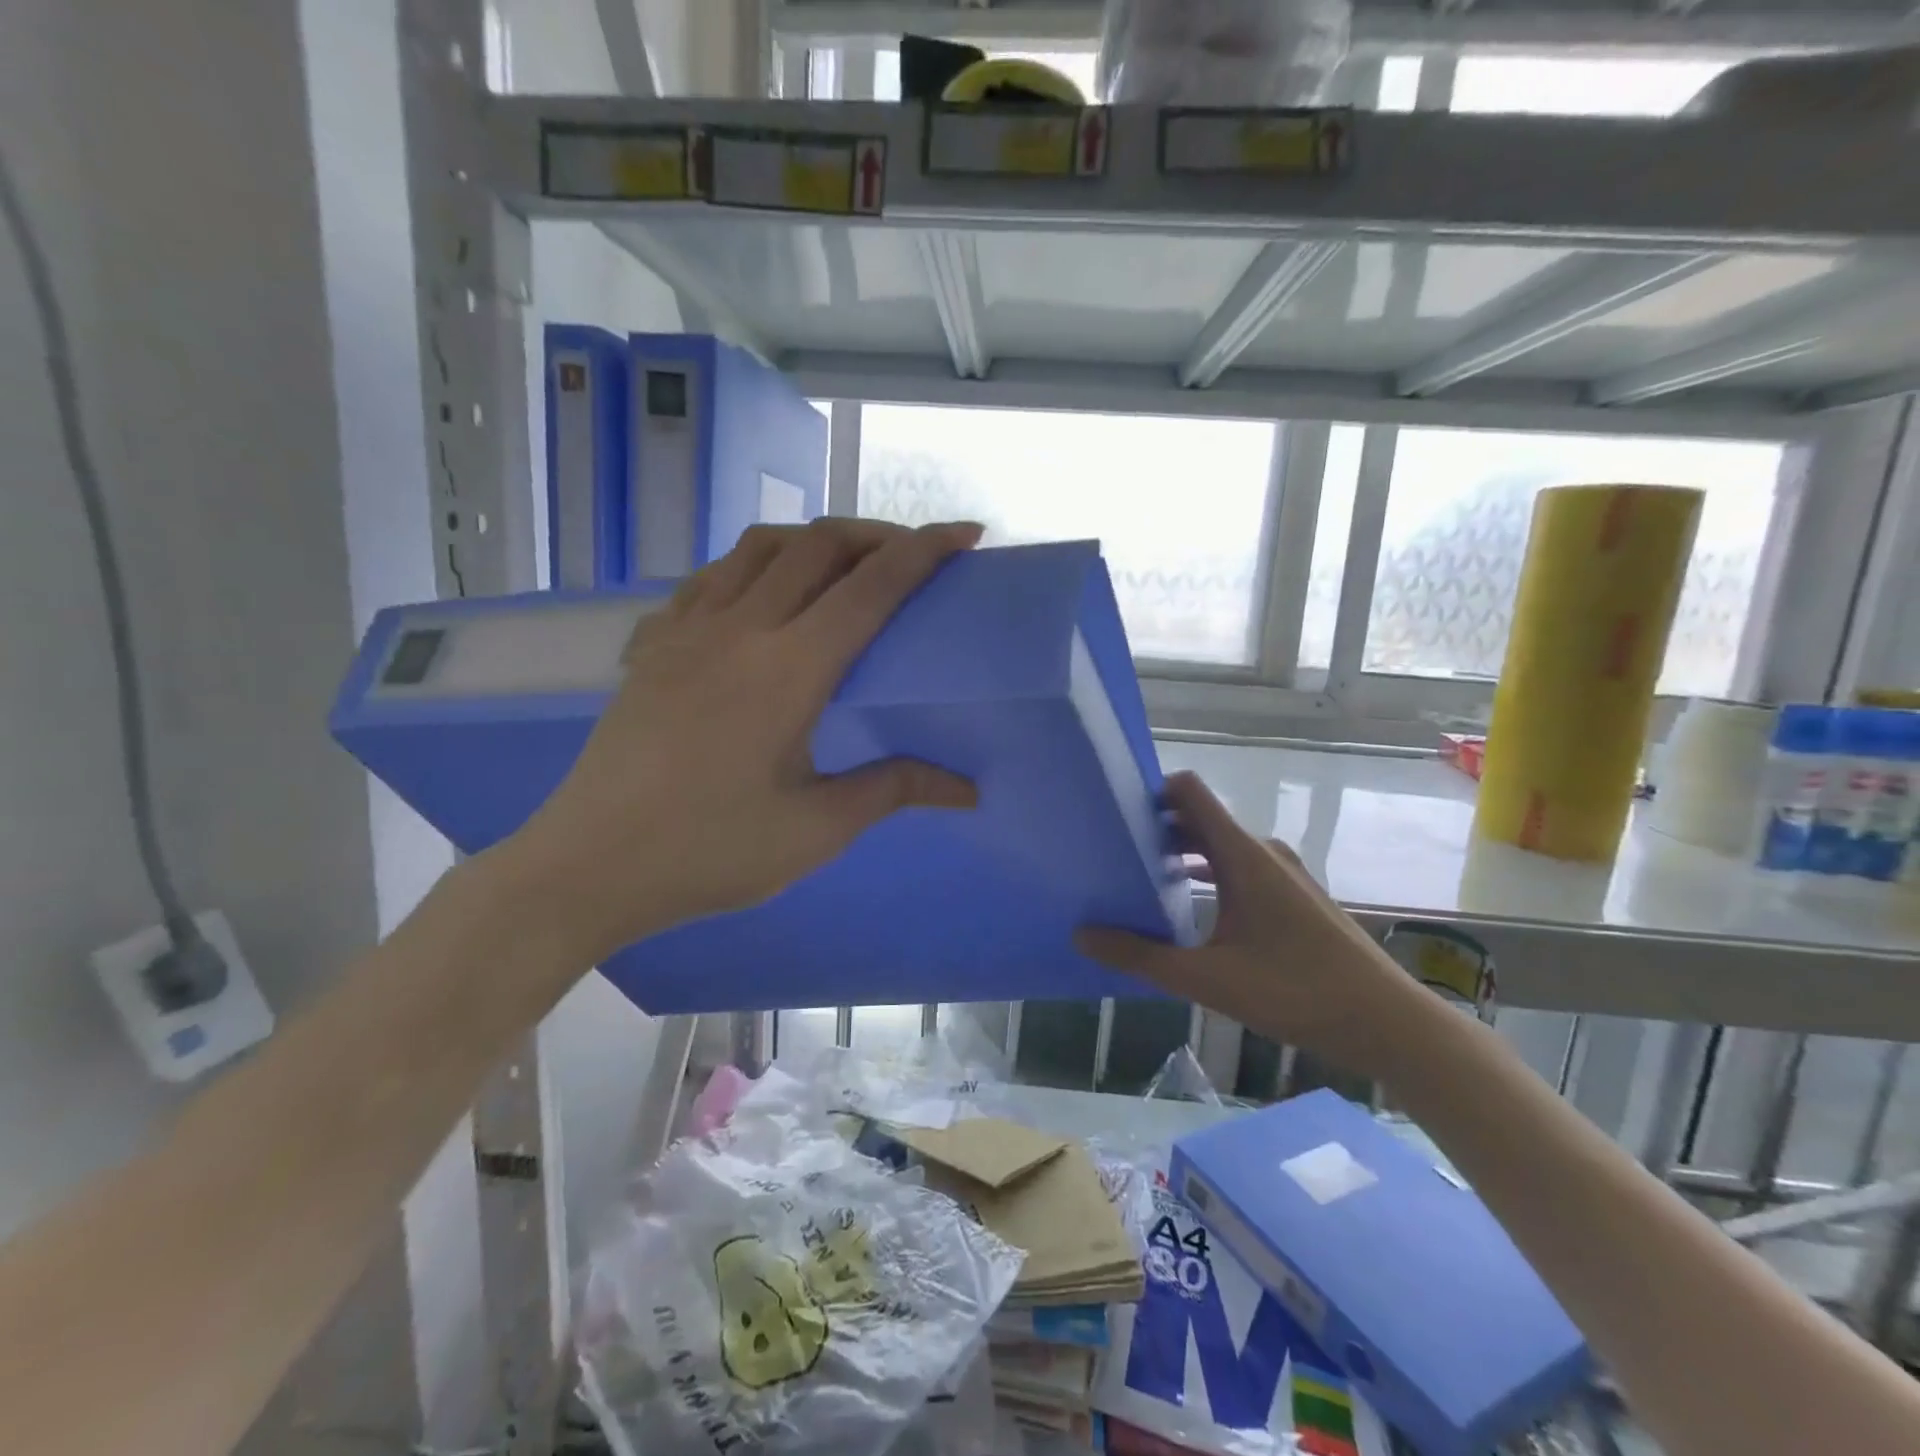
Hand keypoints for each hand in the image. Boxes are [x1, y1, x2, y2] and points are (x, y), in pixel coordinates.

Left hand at [494, 518, 983, 963]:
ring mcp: (688, 629)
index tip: (967, 534)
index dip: (924, 551)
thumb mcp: (815, 829)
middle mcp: (740, 628)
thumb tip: (967, 789)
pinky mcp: (654, 643)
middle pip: (818, 545)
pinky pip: (713, 575)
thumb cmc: (710, 852)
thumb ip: (893, 789)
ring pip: (761, 547)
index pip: (871, 587)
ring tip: (845, 567)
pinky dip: (756, 565)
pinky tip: (764, 596)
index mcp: (789, 669)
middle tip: (913, 556)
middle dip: (877, 535)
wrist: (589, 864)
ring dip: (815, 541)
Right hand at [1077, 771, 1427, 1077]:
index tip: (1113, 813)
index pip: (1188, 791)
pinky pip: (1240, 869)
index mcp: (1242, 855)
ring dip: (1181, 856)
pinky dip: (1208, 876)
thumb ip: (1141, 957)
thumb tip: (1081, 935)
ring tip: (1140, 881)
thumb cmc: (1296, 992)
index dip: (1149, 791)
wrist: (1388, 1023)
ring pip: (1220, 847)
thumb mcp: (1207, 979)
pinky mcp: (1295, 897)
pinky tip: (1188, 911)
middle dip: (1155, 829)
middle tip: (1112, 853)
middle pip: (1199, 819)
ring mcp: (1283, 874)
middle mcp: (1262, 852)